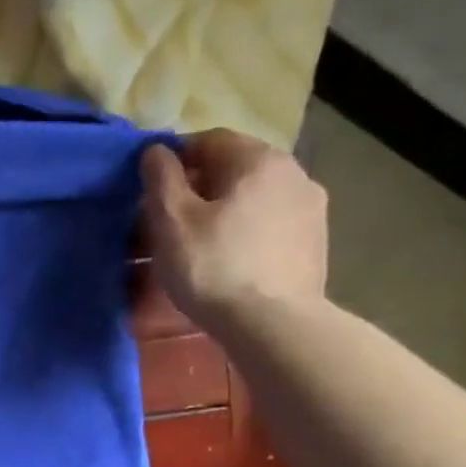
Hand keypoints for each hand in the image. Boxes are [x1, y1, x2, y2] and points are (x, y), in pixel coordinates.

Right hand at [139, 128, 327, 323]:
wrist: (273, 325)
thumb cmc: (213, 268)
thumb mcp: (172, 222)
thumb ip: (161, 179)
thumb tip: (156, 151)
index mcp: (258, 160)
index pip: (209, 141)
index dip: (175, 161)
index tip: (151, 192)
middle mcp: (293, 173)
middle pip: (234, 171)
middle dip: (198, 191)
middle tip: (167, 225)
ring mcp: (310, 209)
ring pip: (252, 200)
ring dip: (221, 215)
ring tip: (196, 248)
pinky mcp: (314, 244)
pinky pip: (268, 227)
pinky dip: (244, 236)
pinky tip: (227, 265)